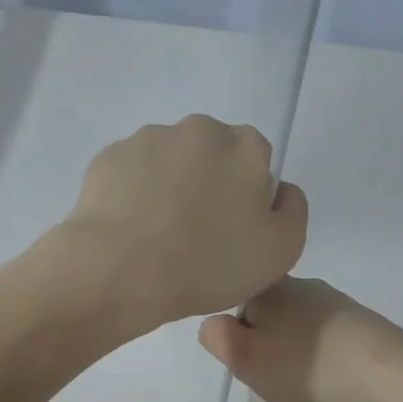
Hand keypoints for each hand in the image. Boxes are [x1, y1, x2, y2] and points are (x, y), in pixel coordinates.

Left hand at [54, 116, 307, 335]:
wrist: (122, 272)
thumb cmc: (209, 264)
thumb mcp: (281, 251)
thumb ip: (293, 211)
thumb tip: (279, 190)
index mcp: (245, 146)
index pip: (256, 163)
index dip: (246, 200)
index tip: (231, 234)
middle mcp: (198, 129)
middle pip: (210, 158)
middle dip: (206, 188)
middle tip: (194, 239)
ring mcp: (148, 139)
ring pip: (168, 164)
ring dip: (167, 191)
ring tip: (156, 239)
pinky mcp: (109, 158)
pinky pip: (130, 177)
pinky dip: (132, 198)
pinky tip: (129, 233)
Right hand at [198, 277, 402, 401]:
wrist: (388, 376)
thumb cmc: (307, 368)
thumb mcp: (246, 359)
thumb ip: (218, 338)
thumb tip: (213, 322)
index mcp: (269, 287)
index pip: (235, 303)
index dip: (236, 336)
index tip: (249, 361)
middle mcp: (302, 284)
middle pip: (267, 315)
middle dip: (266, 343)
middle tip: (274, 376)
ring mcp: (335, 302)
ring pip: (296, 327)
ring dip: (294, 351)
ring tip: (305, 380)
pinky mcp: (360, 322)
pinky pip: (324, 337)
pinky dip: (320, 356)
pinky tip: (330, 377)